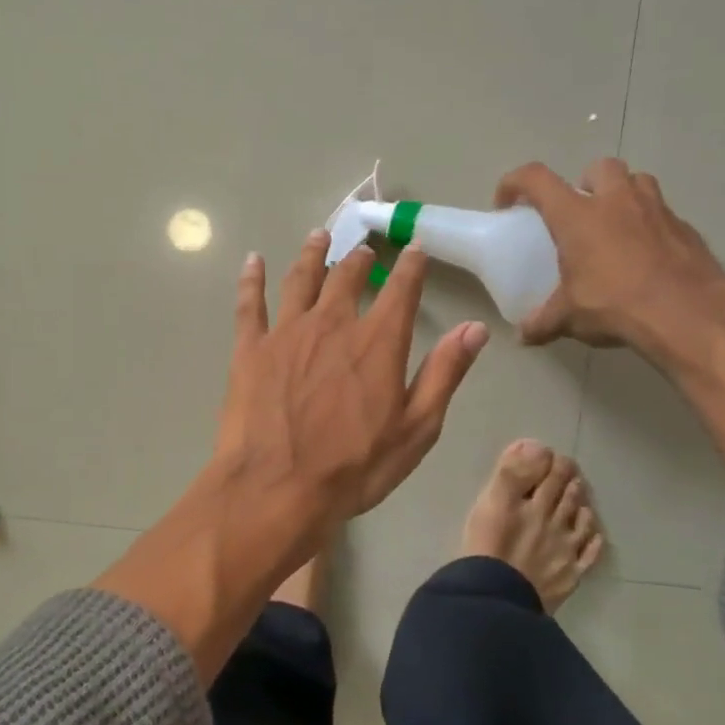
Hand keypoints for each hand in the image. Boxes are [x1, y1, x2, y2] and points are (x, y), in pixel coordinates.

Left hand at [96, 233, 487, 682]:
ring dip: (312, 254)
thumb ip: (445, 374)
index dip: (411, 267)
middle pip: (347, 278)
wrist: (277, 488)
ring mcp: (286, 332)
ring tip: (318, 236)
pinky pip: (250, 303)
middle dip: (358, 259)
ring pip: (301, 280)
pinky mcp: (250, 349)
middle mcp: (332, 324)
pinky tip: (253, 260)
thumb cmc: (354, 467)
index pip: (401, 291)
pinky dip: (252, 278)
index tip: (414, 248)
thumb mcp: (416, 429)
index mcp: (377, 342)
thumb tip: (475, 328)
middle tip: (362, 248)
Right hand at [495, 159, 724, 354]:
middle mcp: (616, 201)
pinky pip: (662, 214)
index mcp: (577, 215)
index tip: (507, 202)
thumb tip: (523, 336)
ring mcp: (656, 210)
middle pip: (598, 168)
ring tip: (614, 228)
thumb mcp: (569, 317)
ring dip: (622, 195)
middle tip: (578, 213)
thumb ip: (543, 322)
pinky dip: (650, 226)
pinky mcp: (686, 228)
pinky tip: (645, 257)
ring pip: (637, 181)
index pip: (536, 179)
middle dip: (584, 183)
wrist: (688, 314)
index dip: (515, 182)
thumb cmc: (616, 304)